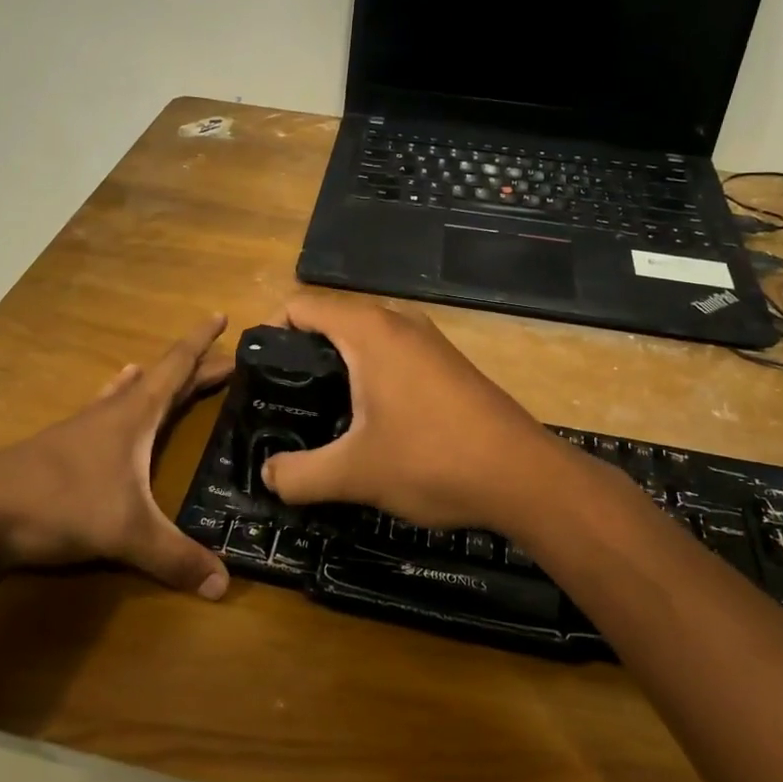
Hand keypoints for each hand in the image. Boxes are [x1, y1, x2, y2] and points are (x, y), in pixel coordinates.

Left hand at [0, 315, 234, 598]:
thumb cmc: (60, 504)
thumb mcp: (126, 533)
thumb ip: (175, 557)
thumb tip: (224, 585)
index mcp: (135, 415)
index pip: (177, 366)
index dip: (201, 342)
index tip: (221, 316)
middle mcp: (113, 412)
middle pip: (162, 379)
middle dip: (195, 368)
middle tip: (226, 362)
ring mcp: (85, 427)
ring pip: (131, 393)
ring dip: (158, 382)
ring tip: (173, 373)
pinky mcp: (64, 447)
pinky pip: (105, 410)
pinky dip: (120, 397)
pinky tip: (113, 394)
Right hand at [259, 294, 572, 533]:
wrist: (523, 475)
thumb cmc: (432, 460)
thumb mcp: (354, 473)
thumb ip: (299, 475)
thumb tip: (268, 476)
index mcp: (369, 331)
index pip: (301, 305)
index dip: (270, 330)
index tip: (258, 373)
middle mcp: (398, 322)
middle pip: (332, 319)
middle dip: (302, 354)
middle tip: (285, 399)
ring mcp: (428, 340)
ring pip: (365, 338)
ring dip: (338, 367)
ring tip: (322, 414)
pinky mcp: (447, 363)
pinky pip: (392, 354)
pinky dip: (369, 375)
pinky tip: (371, 421)